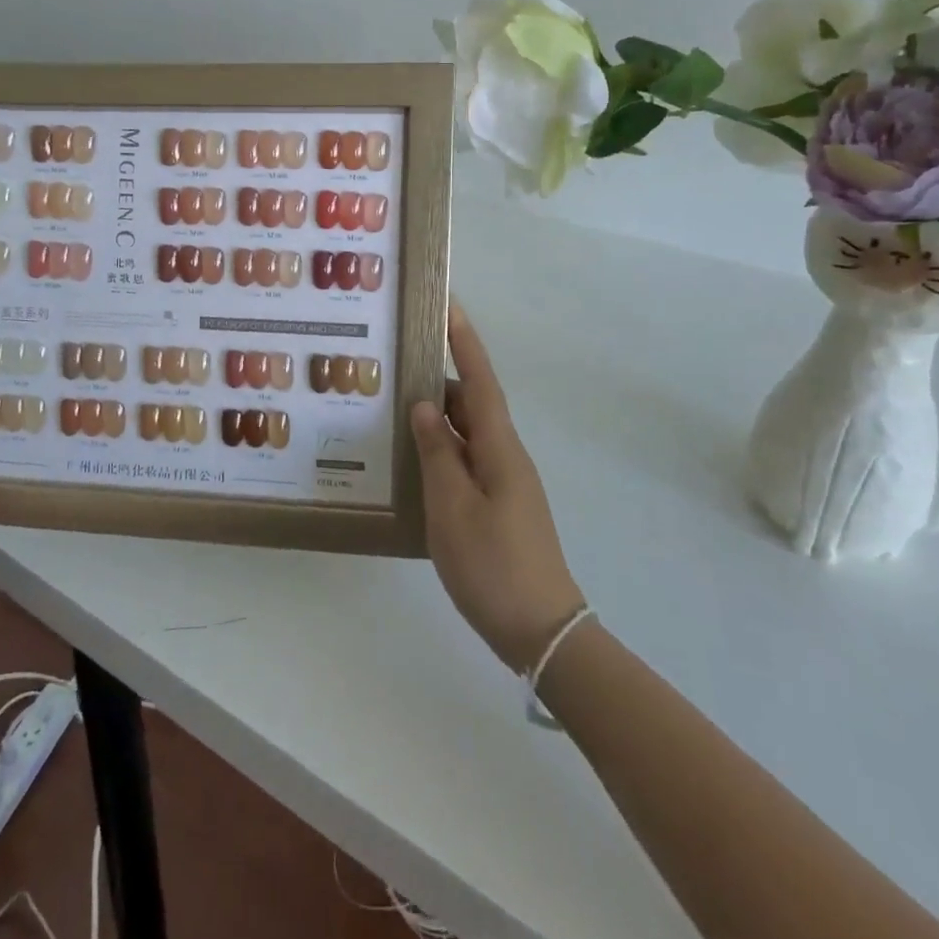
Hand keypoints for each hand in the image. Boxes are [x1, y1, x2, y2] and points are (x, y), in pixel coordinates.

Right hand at [411, 303, 583, 672]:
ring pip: (468, 435)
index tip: (449, 307)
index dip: (464, 343)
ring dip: (438, 419)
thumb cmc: (493, 565)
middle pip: (473, 405)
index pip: (481, 382)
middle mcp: (506, 456)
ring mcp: (505, 482)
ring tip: (396, 410)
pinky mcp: (499, 506)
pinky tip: (415, 462)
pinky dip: (442, 451)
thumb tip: (425, 406)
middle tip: (398, 366)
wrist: (542, 631)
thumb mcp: (452, 508)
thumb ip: (437, 453)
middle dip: (440, 380)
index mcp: (499, 449)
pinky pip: (467, 461)